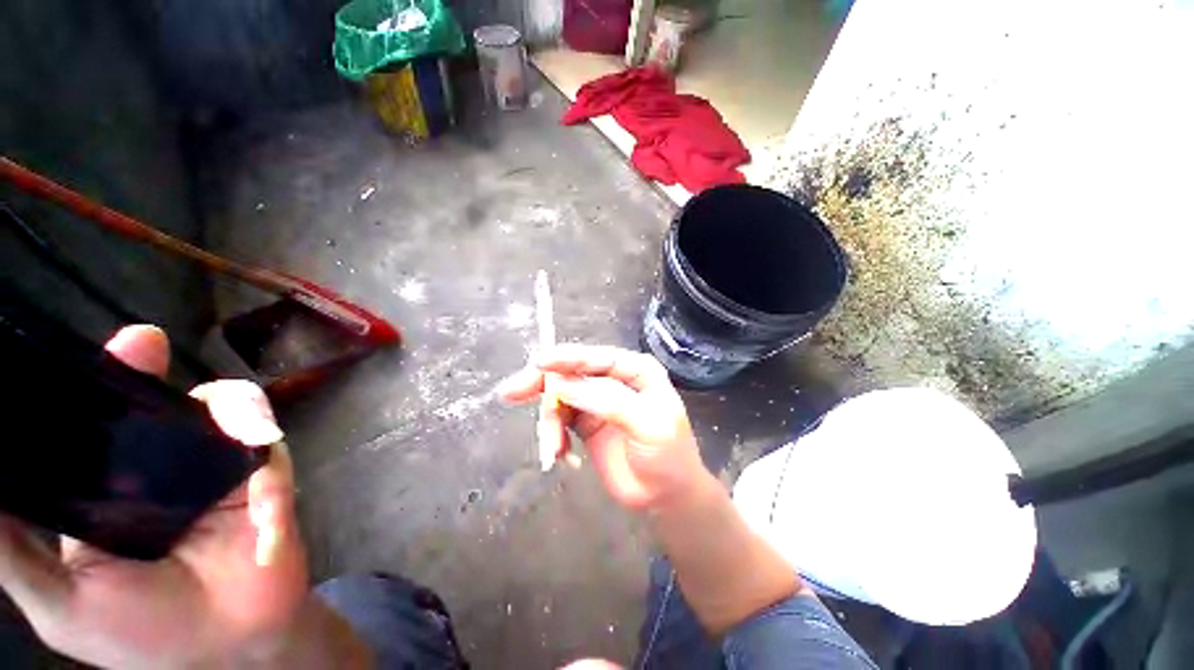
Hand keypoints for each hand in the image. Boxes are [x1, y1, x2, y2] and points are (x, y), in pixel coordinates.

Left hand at [0, 325, 307, 668]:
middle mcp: (161, 467)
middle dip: (145, 371)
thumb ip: (11, 548)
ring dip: (231, 408)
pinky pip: (269, 449)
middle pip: (153, 403)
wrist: (234, 644)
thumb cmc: (141, 633)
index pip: (90, 425)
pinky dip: (264, 455)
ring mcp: (218, 469)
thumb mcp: (59, 602)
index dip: (85, 387)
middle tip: (143, 345)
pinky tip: (259, 483)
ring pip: (225, 409)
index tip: (76, 362)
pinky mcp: (267, 477)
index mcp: (107, 488)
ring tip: (227, 419)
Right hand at [497, 344, 709, 510]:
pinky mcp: (585, 421)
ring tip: (554, 449)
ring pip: (560, 398)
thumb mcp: (647, 426)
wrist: (666, 494)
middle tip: (512, 393)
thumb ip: (609, 403)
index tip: (538, 363)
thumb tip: (565, 387)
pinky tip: (563, 456)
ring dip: (550, 422)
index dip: (567, 358)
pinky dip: (555, 436)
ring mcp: (597, 400)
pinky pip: (559, 420)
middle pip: (572, 373)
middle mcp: (614, 380)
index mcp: (636, 371)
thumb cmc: (667, 456)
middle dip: (543, 384)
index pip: (597, 358)